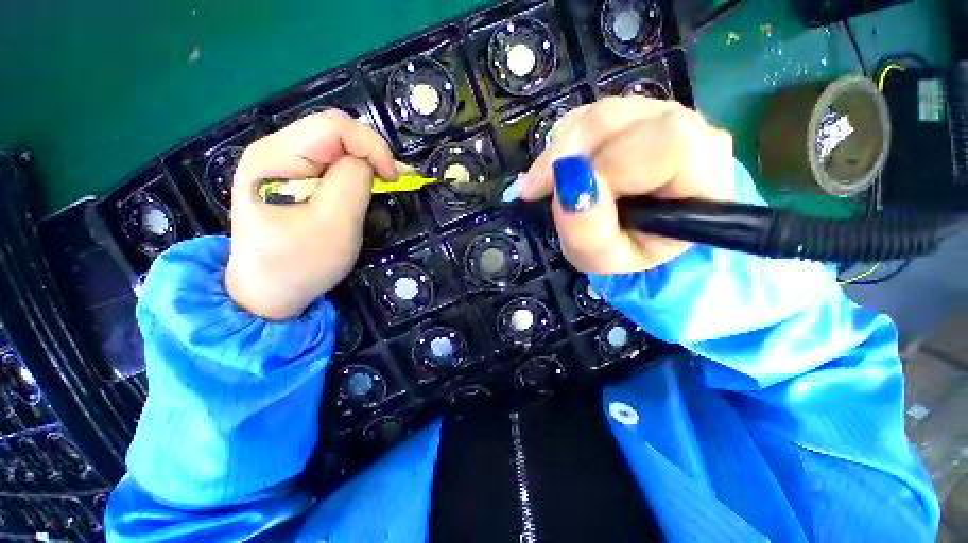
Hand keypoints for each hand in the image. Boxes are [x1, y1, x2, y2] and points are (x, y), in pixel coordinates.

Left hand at [225, 111, 397, 320]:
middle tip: (389, 182)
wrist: (267, 292)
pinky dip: (353, 171)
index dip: (371, 146)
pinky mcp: (290, 177)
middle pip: (333, 130)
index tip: (392, 179)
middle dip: (369, 152)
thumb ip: (353, 182)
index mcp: (275, 156)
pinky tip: (362, 188)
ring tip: (381, 186)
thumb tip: (367, 162)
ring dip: (363, 162)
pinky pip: (329, 161)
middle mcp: (273, 150)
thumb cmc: (299, 263)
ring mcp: (280, 163)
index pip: (333, 126)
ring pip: (334, 144)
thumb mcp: (335, 224)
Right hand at [519, 97, 734, 274]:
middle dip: (568, 154)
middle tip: (536, 189)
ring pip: (598, 113)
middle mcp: (687, 129)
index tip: (560, 196)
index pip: (665, 144)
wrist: (637, 234)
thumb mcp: (603, 258)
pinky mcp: (629, 112)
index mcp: (700, 172)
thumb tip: (568, 182)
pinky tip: (559, 170)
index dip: (607, 166)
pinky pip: (587, 114)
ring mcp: (657, 114)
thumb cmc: (628, 249)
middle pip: (622, 119)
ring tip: (545, 184)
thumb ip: (587, 231)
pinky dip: (562, 142)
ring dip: (560, 151)